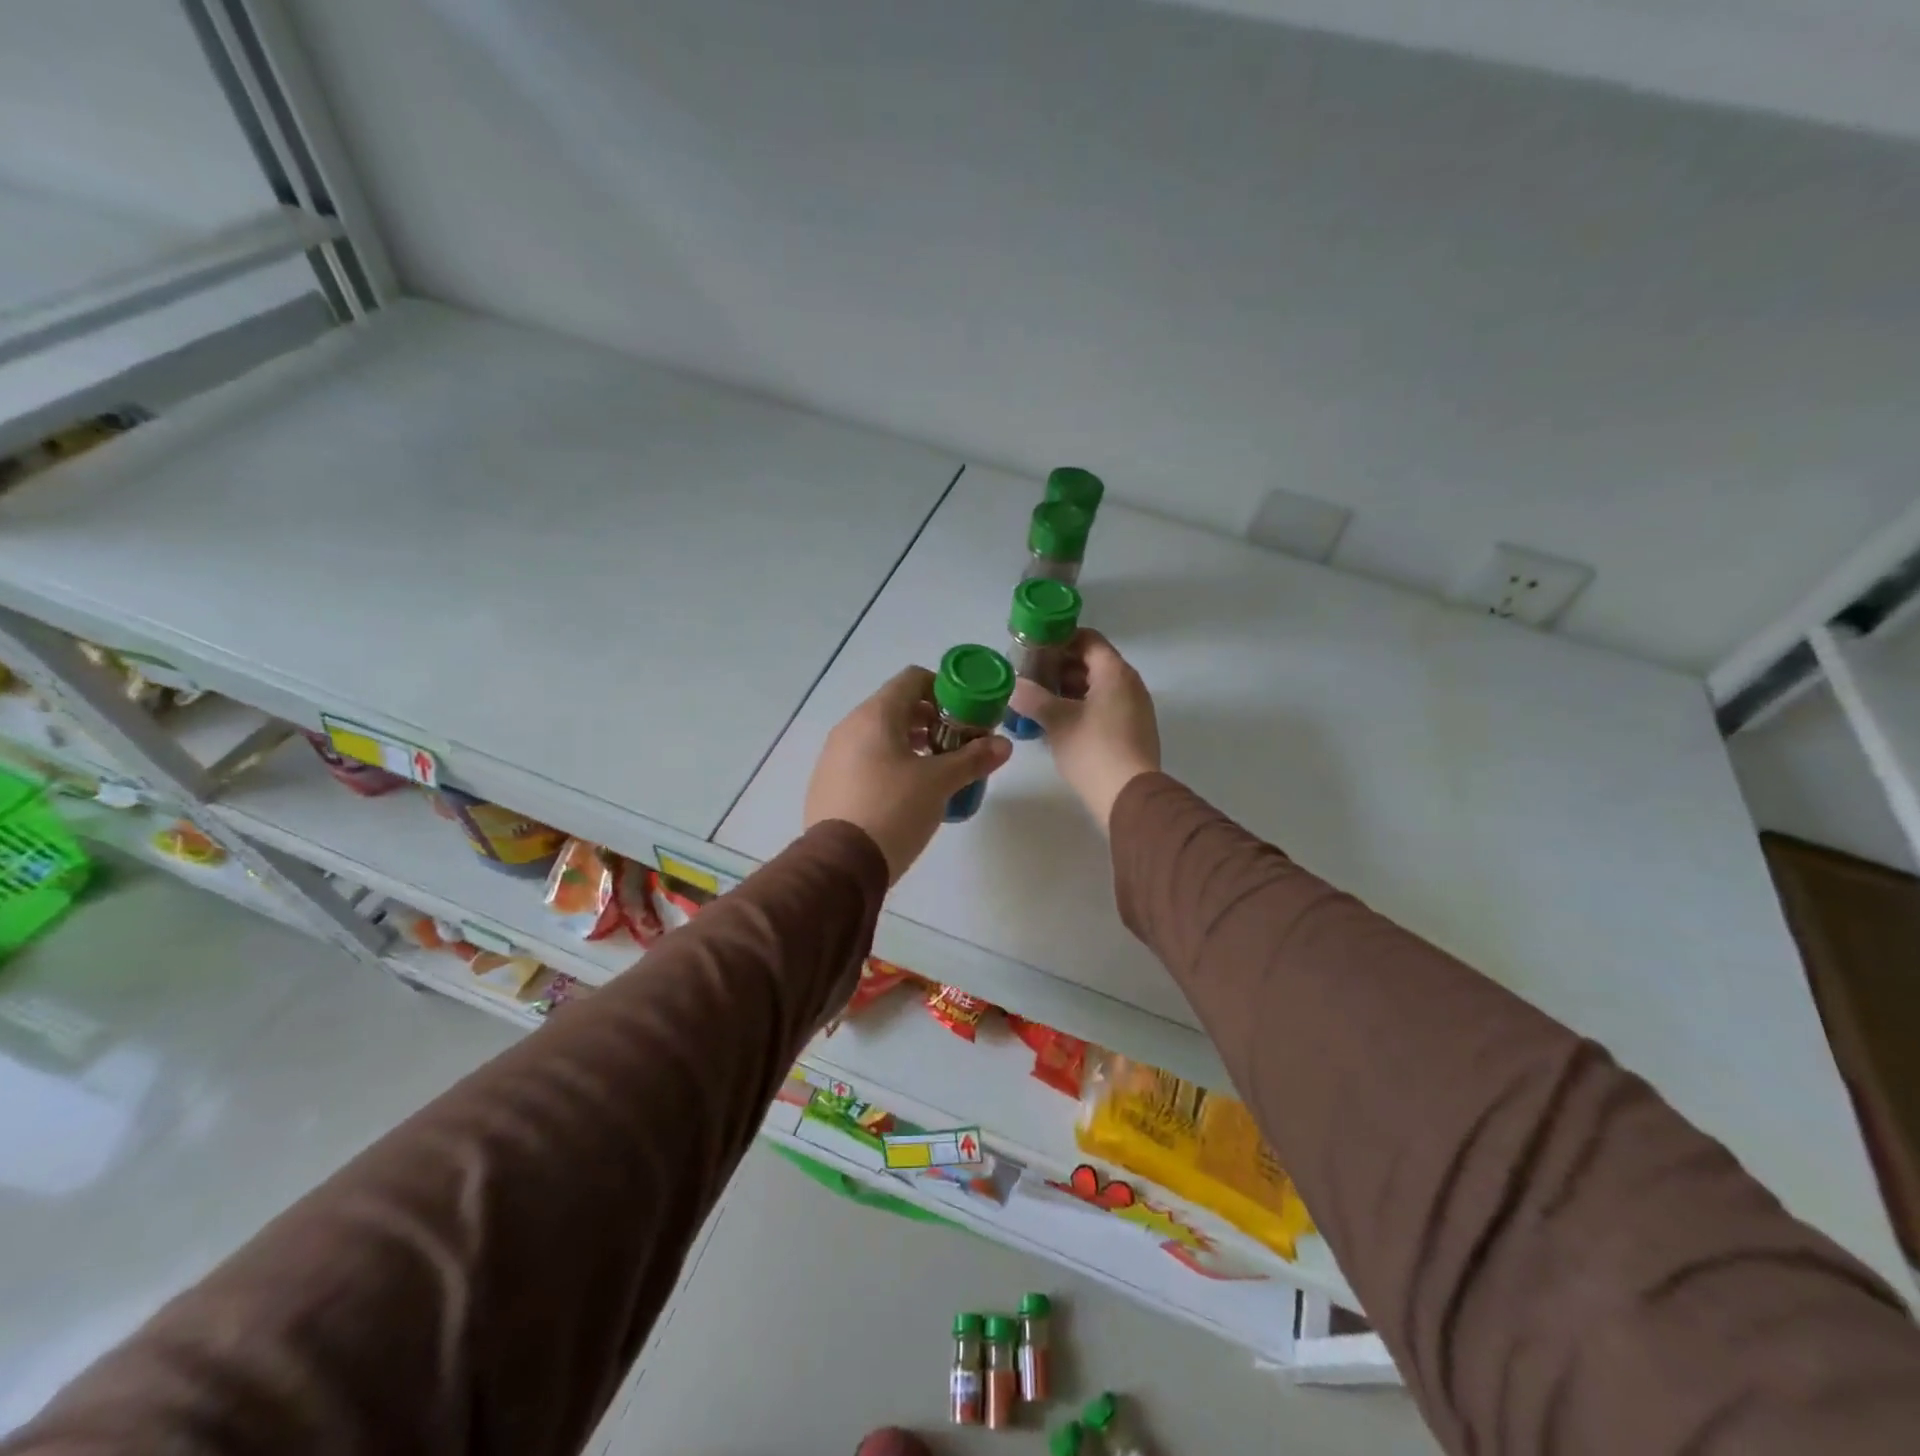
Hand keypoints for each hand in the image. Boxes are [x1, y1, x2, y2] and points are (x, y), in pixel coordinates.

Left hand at [805, 666, 1011, 882]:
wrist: (840, 865)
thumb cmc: (893, 810)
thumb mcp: (939, 783)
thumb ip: (973, 759)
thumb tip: (1004, 744)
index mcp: (875, 716)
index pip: (912, 679)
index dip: (944, 689)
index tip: (965, 715)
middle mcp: (849, 727)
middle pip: (897, 707)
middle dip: (932, 721)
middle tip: (957, 746)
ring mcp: (834, 756)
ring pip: (880, 735)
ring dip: (912, 744)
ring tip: (936, 771)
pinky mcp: (828, 783)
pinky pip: (864, 760)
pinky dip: (889, 764)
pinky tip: (906, 794)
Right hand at [1009, 629, 1159, 830]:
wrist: (1130, 796)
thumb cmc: (1093, 750)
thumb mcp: (1056, 721)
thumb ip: (1032, 698)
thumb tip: (1014, 686)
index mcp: (1115, 672)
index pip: (1088, 639)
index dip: (1060, 639)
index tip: (1034, 648)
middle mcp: (1130, 684)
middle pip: (1092, 662)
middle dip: (1059, 666)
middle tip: (1030, 676)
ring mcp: (1134, 708)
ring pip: (1097, 687)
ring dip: (1068, 689)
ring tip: (1038, 701)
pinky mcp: (1133, 730)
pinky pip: (1104, 707)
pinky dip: (1081, 707)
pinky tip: (1057, 723)